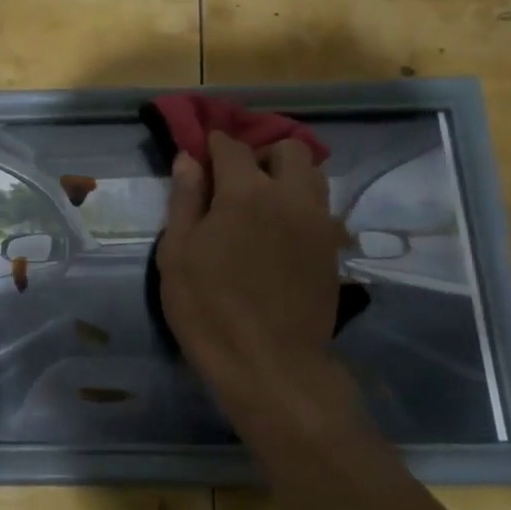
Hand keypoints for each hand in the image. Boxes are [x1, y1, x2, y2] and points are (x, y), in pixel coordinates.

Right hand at [157, 133, 342, 406]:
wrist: (270, 364)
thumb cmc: (210, 310)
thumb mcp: (177, 254)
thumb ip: (185, 200)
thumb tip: (188, 159)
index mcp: (246, 192)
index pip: (232, 146)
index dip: (214, 145)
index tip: (203, 154)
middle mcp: (290, 196)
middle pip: (288, 149)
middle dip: (262, 154)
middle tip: (238, 182)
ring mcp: (318, 223)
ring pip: (313, 175)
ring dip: (289, 176)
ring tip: (264, 204)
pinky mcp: (333, 249)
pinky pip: (323, 209)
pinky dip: (303, 207)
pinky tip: (283, 234)